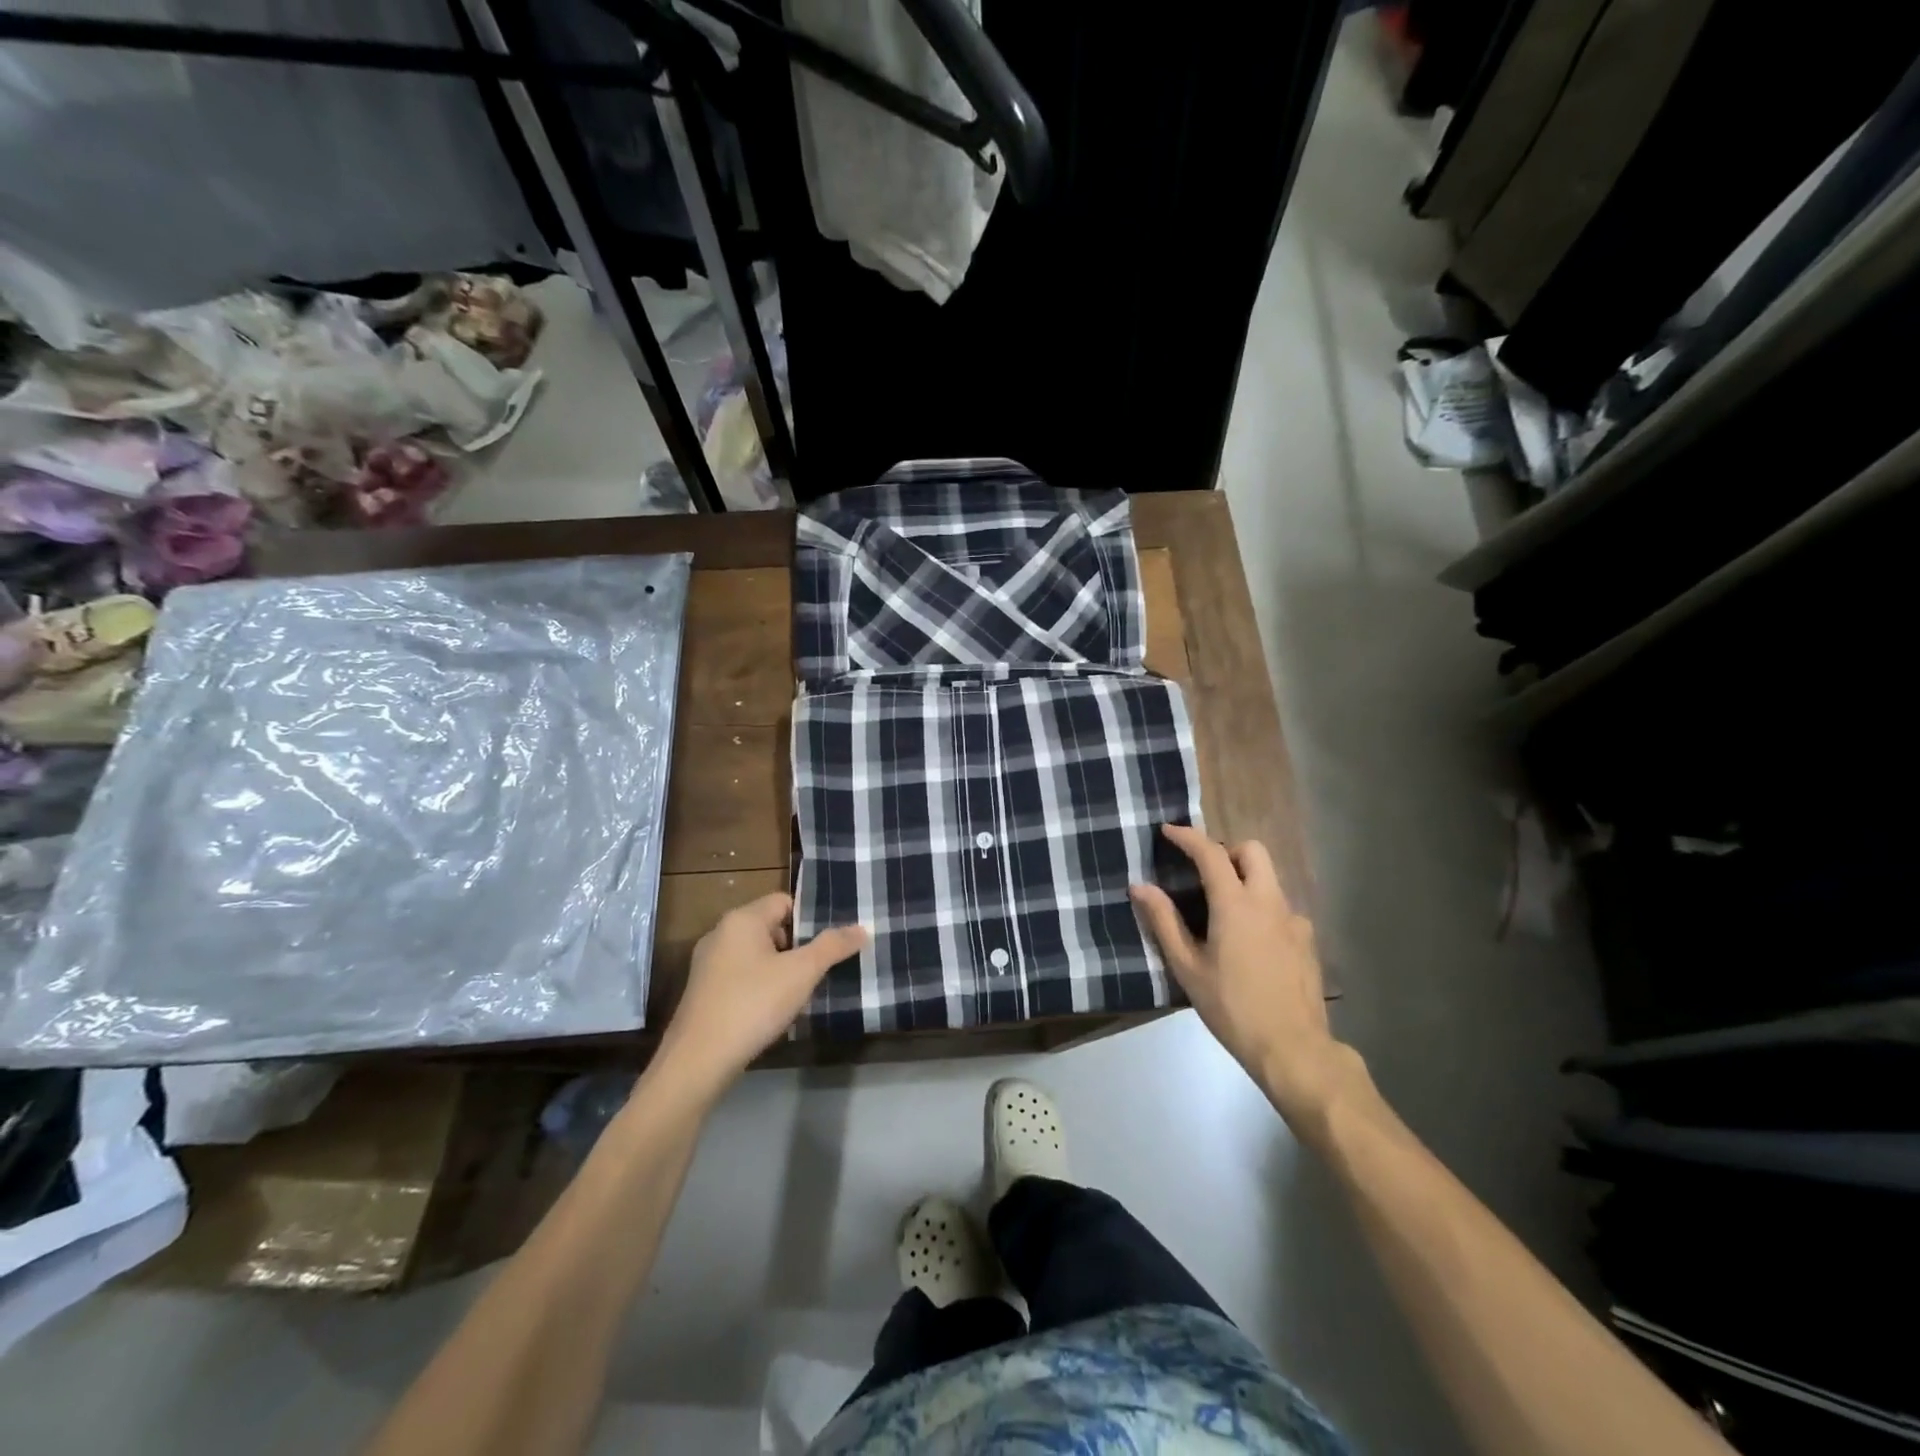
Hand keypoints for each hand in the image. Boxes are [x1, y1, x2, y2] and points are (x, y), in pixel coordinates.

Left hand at [656, 893, 866, 1096]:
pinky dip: (759, 986)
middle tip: (820, 969)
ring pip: (756, 954)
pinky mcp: (702, 992)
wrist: (698, 1061)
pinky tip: (772, 1011)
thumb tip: (863, 928)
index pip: (784, 901)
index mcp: (742, 919)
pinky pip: (740, 976)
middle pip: (770, 927)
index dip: (809, 919)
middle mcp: (720, 933)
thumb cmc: (753, 1004)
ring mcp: (707, 964)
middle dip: (797, 946)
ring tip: (801, 992)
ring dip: (779, 969)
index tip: (830, 943)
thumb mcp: (802, 973)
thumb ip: (833, 946)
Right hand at [1131, 825, 1360, 1134]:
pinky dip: (1261, 908)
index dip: (1188, 836)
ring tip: (1222, 913)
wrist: (1294, 1049)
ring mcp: (1294, 920)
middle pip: (1252, 851)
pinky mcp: (1307, 941)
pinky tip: (1250, 943)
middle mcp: (1269, 902)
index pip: (1211, 853)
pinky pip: (1280, 908)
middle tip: (1203, 873)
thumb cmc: (1232, 1008)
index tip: (1168, 831)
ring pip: (1269, 878)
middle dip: (1226, 850)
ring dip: (1244, 879)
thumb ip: (1163, 922)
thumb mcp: (1187, 967)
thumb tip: (1139, 887)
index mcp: (1236, 904)